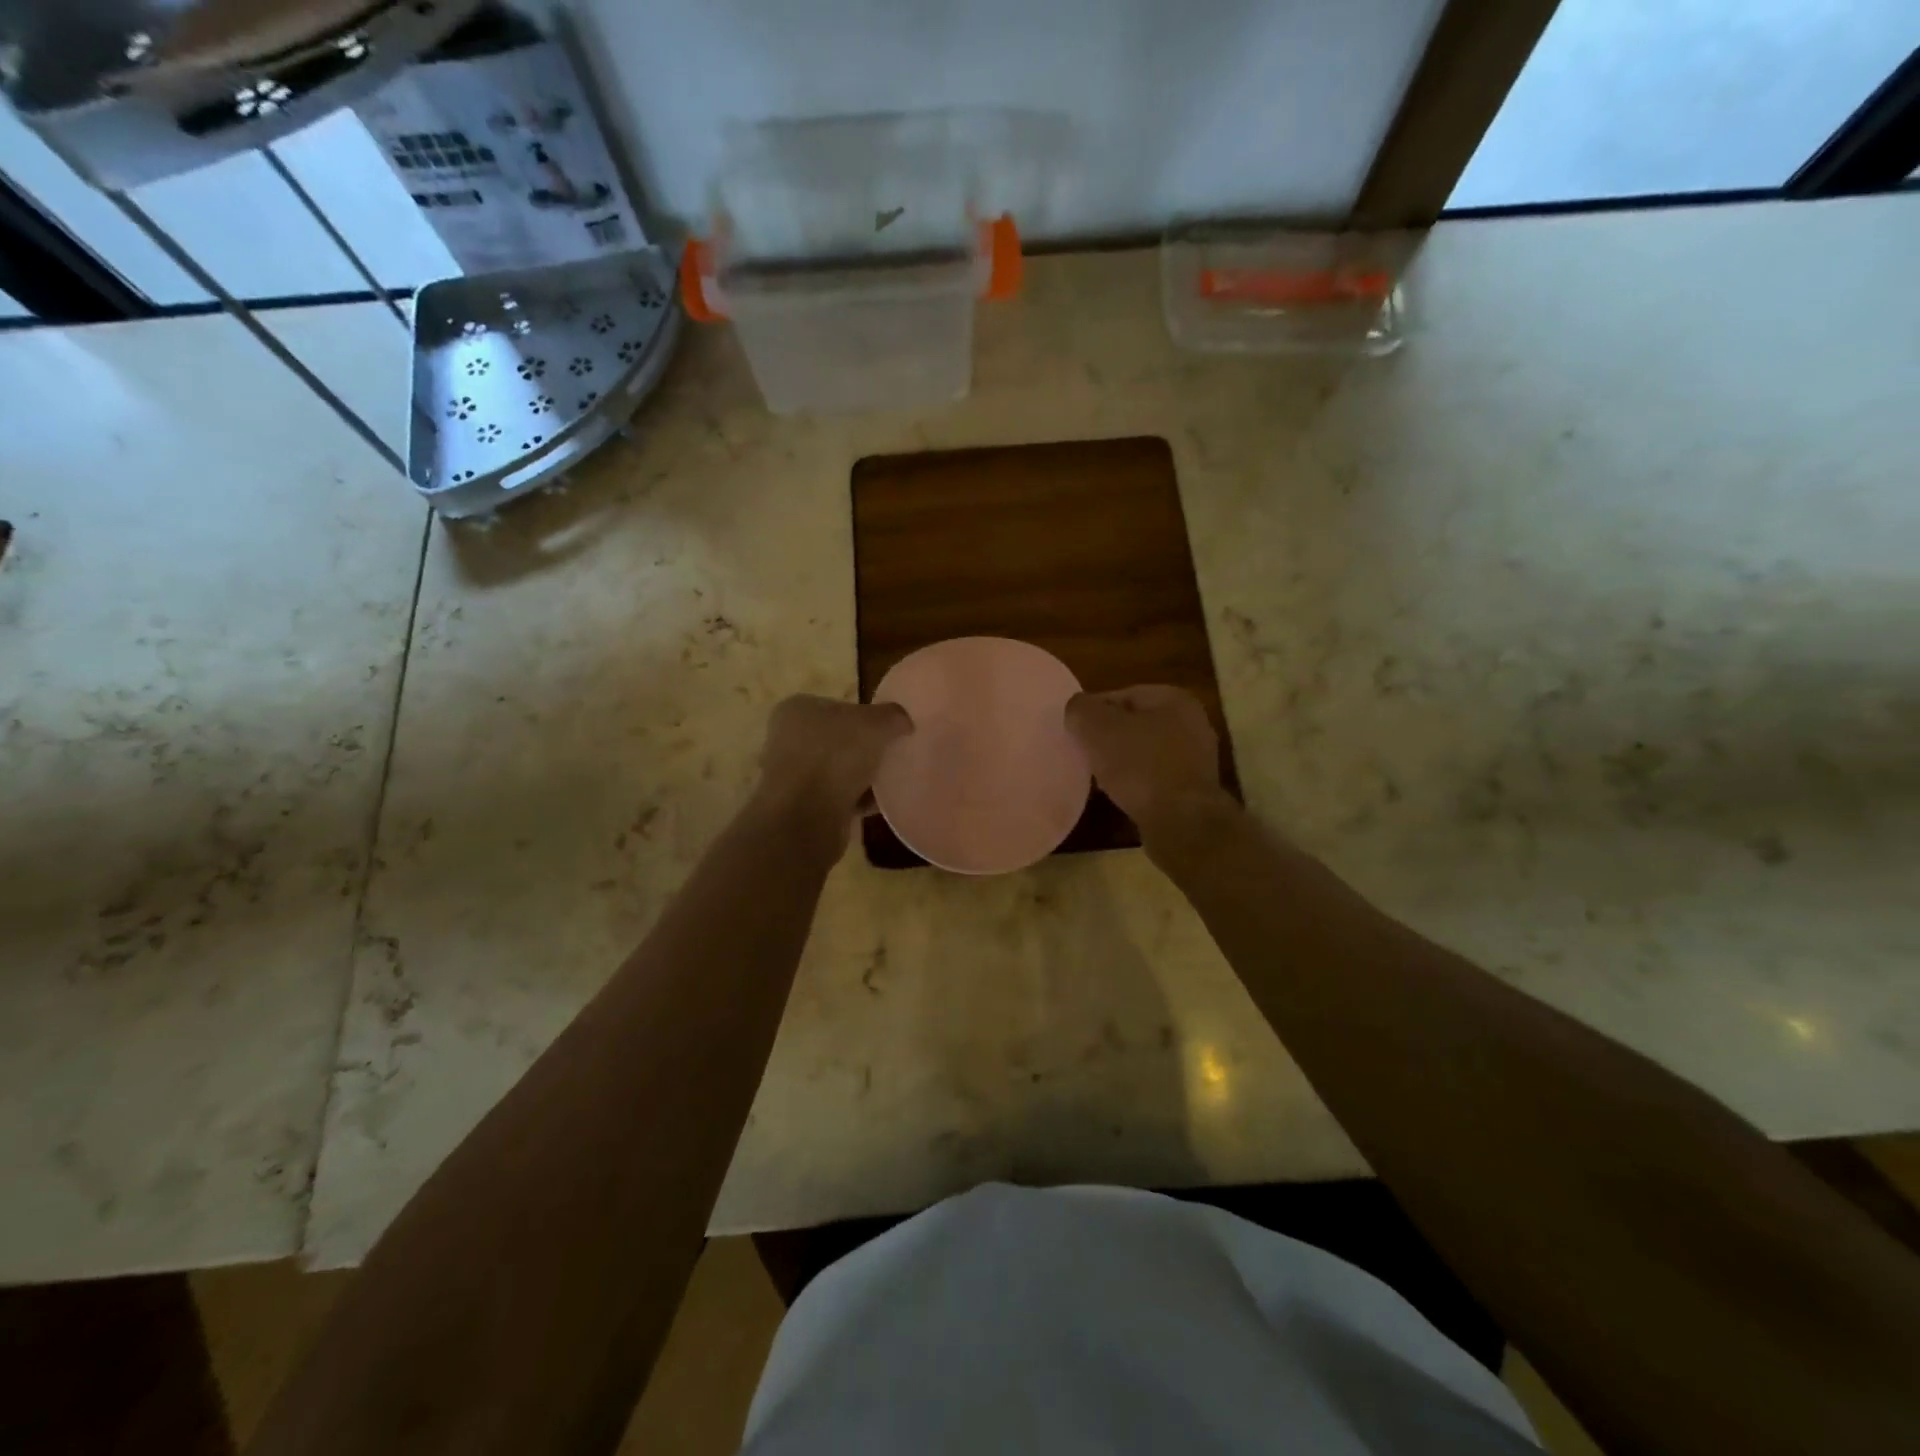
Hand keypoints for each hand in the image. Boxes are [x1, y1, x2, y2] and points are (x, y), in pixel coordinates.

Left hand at [755, 694, 912, 846]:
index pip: (836, 706)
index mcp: (797, 709)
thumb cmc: (835, 755)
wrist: (805, 816)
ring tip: (889, 780)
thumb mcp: (876, 723)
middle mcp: (787, 739)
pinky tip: (879, 804)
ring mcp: (791, 775)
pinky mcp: (800, 807)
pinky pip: (836, 798)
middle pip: (835, 739)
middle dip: (862, 748)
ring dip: (859, 776)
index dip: (864, 715)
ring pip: (835, 770)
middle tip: (891, 754)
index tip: (888, 730)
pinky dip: (856, 800)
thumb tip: (904, 721)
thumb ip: (893, 716)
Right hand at [1065, 685, 1226, 836]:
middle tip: (1084, 754)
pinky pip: (1155, 778)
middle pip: (1135, 724)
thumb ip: (1082, 710)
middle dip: (1108, 738)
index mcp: (1175, 699)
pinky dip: (1137, 784)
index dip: (1094, 711)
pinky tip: (1120, 796)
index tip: (1075, 731)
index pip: (1123, 695)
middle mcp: (1192, 723)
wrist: (1180, 821)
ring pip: (1145, 753)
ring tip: (1098, 778)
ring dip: (1121, 763)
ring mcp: (1196, 758)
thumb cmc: (1140, 765)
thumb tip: (1078, 709)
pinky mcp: (1193, 789)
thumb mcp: (1098, 728)